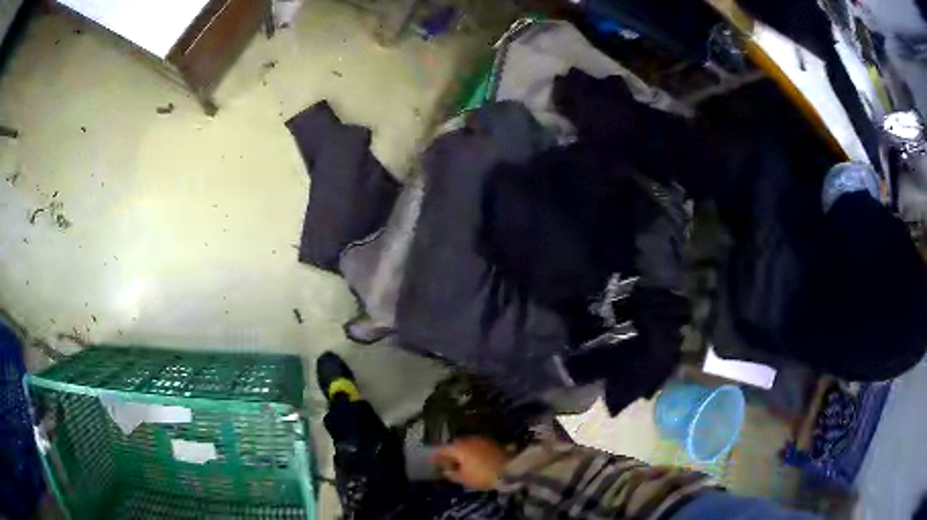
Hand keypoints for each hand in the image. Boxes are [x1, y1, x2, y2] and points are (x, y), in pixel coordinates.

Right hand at [433, 437, 513, 489]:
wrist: (511, 469)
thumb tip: (445, 470)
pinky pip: (477, 447)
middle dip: (450, 453)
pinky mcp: (492, 443)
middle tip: (447, 463)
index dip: (436, 456)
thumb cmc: (483, 475)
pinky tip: (474, 460)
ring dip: (463, 452)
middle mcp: (469, 440)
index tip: (431, 461)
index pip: (442, 449)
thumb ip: (451, 474)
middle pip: (455, 446)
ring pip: (467, 445)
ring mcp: (482, 440)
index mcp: (458, 447)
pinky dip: (473, 452)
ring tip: (461, 463)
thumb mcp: (464, 479)